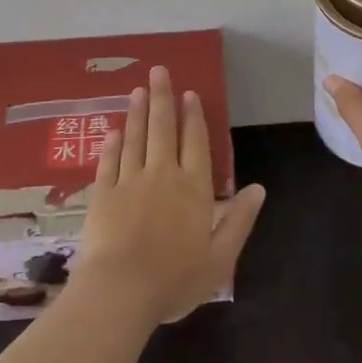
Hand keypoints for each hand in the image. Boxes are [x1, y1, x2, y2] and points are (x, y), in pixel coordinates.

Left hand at [76, 66, 266, 327]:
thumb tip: (258, 188)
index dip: (194, 116)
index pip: (195, 142)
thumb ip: (239, 220)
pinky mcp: (103, 195)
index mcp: (193, 188)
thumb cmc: (175, 279)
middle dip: (162, 98)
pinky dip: (112, 145)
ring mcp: (129, 182)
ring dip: (137, 113)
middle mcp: (162, 175)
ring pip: (135, 138)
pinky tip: (113, 131)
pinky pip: (109, 162)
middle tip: (158, 71)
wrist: (120, 292)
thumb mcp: (220, 258)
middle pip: (163, 129)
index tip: (189, 93)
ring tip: (137, 90)